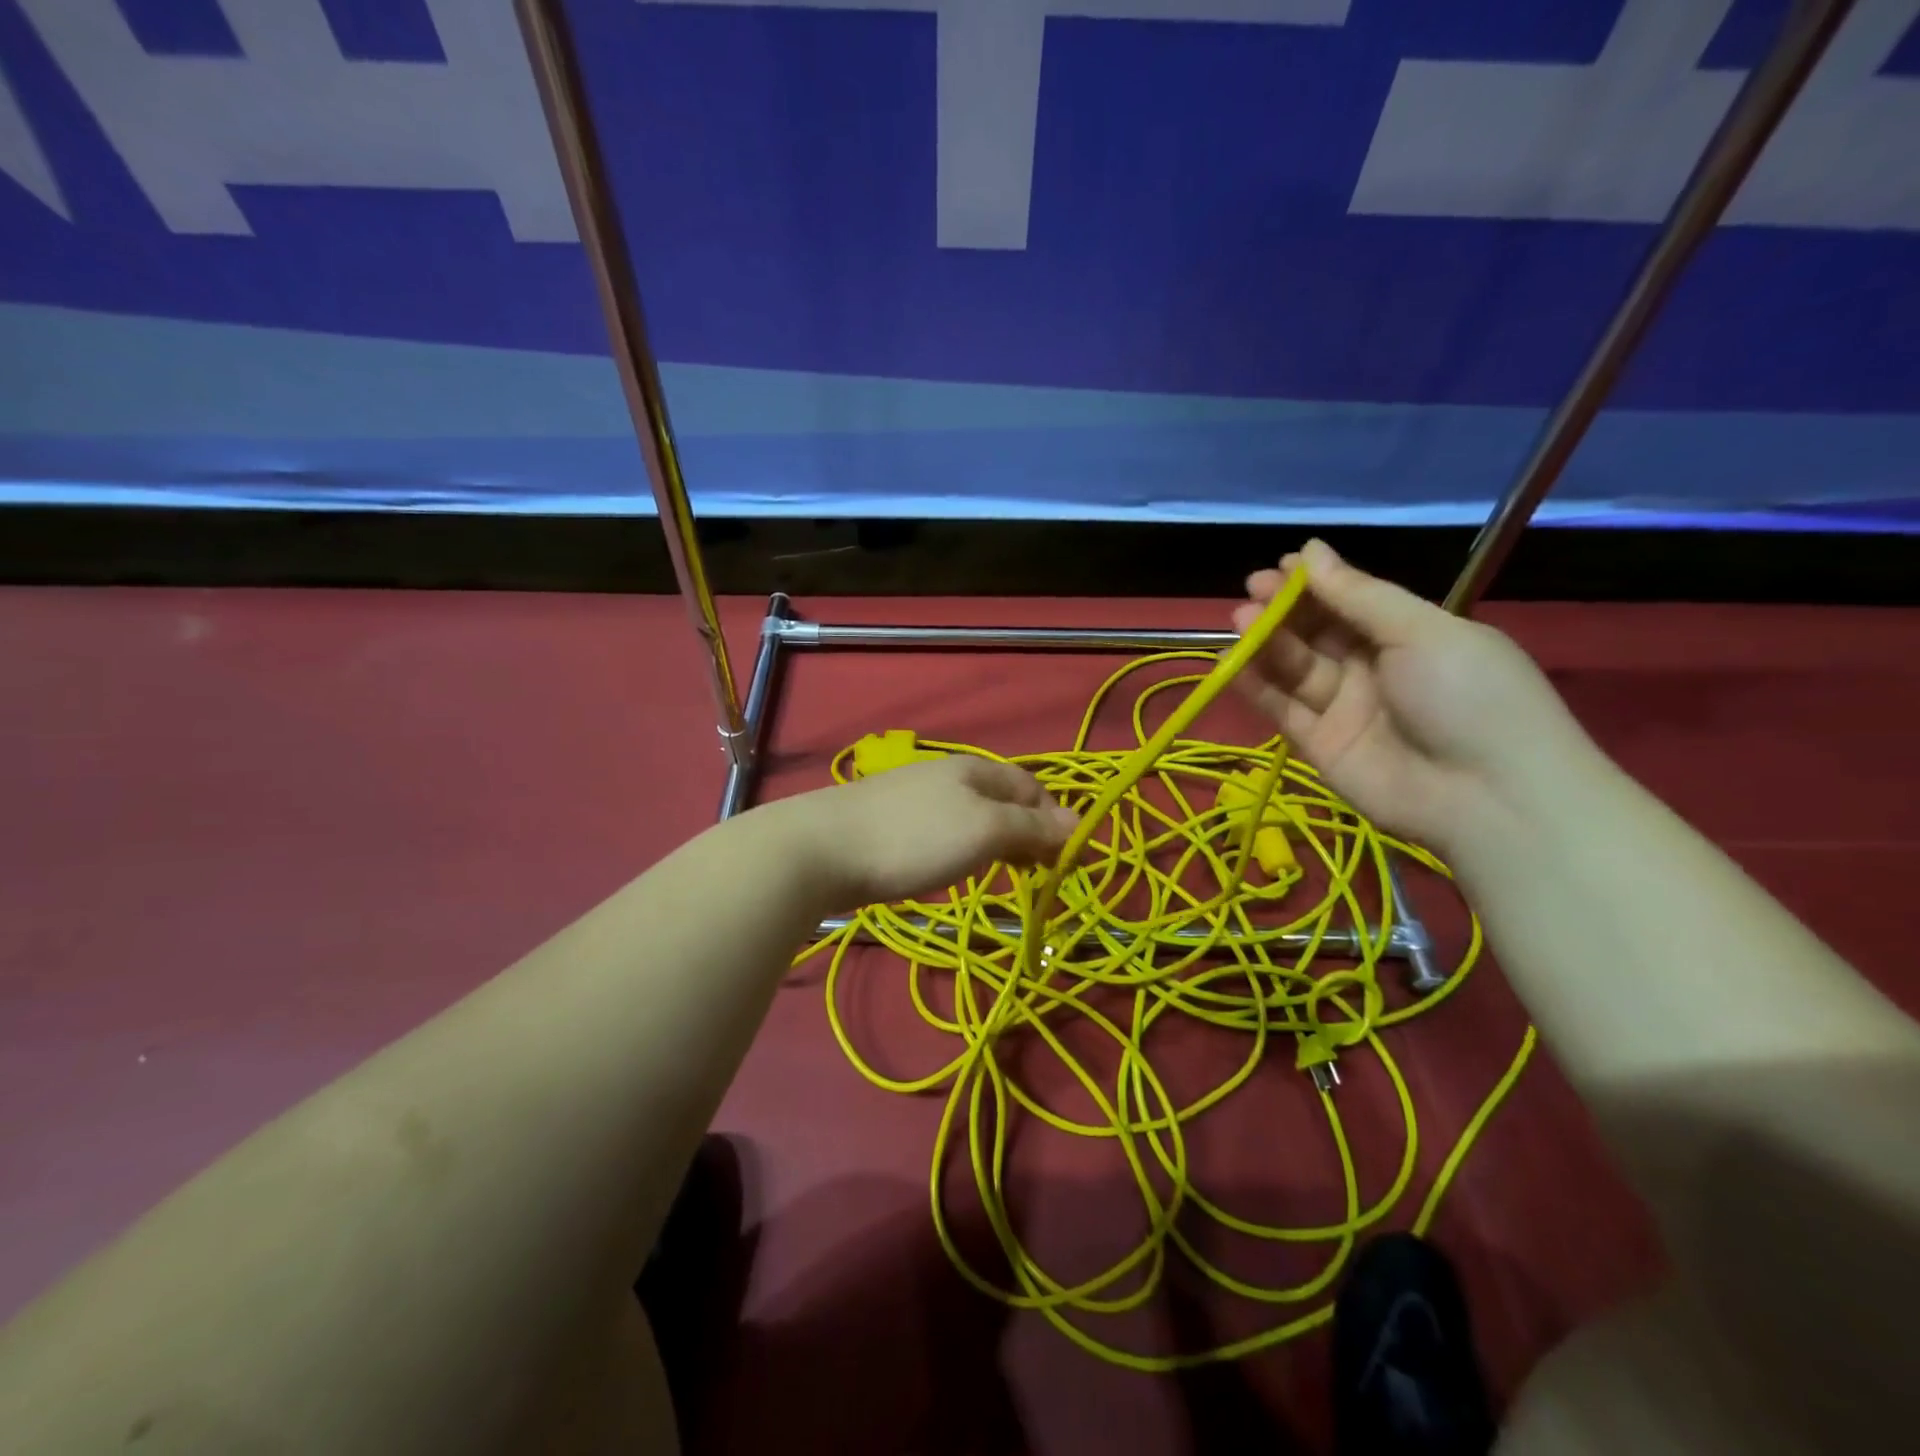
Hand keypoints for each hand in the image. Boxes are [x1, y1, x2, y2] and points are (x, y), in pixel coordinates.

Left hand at [781, 755, 1077, 907]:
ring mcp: (915, 797)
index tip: (1067, 860)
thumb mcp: (984, 830)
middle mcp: (947, 775)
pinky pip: (944, 830)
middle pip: (1003, 799)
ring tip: (1005, 874)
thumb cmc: (914, 838)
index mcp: (975, 770)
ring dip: (998, 842)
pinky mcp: (890, 822)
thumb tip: (1079, 824)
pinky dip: (964, 847)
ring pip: (973, 815)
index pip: (1032, 787)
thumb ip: (1031, 827)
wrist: (822, 849)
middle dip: (1028, 832)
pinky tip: (955, 866)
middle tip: (1039, 872)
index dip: (1056, 819)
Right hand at [1232, 540, 1594, 851]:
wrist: (1486, 796)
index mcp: (1409, 636)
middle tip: (1252, 589)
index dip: (1316, 583)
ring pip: (1295, 667)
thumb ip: (1359, 595)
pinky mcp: (1318, 745)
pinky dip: (1256, 685)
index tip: (1280, 565)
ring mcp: (1344, 709)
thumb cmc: (1468, 695)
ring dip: (1266, 641)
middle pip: (1317, 633)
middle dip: (1284, 609)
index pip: (1351, 602)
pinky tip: (1233, 661)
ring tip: (1240, 618)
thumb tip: (1310, 550)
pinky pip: (1282, 708)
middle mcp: (1373, 669)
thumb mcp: (1422, 631)